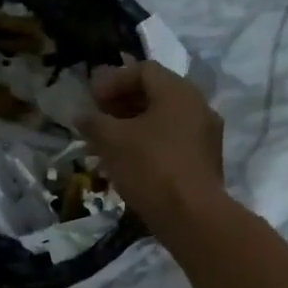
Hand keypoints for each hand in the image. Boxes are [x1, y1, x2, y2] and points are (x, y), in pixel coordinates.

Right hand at [80, 61, 227, 232]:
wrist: (191, 216)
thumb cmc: (150, 167)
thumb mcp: (112, 141)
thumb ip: (94, 122)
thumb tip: (81, 115)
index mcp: (178, 92)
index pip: (143, 70)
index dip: (113, 81)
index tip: (93, 101)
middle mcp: (198, 106)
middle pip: (155, 94)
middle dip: (122, 104)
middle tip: (98, 120)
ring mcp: (205, 135)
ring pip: (163, 120)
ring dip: (133, 127)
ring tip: (107, 144)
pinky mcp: (204, 161)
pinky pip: (172, 142)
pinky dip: (148, 144)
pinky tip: (128, 163)